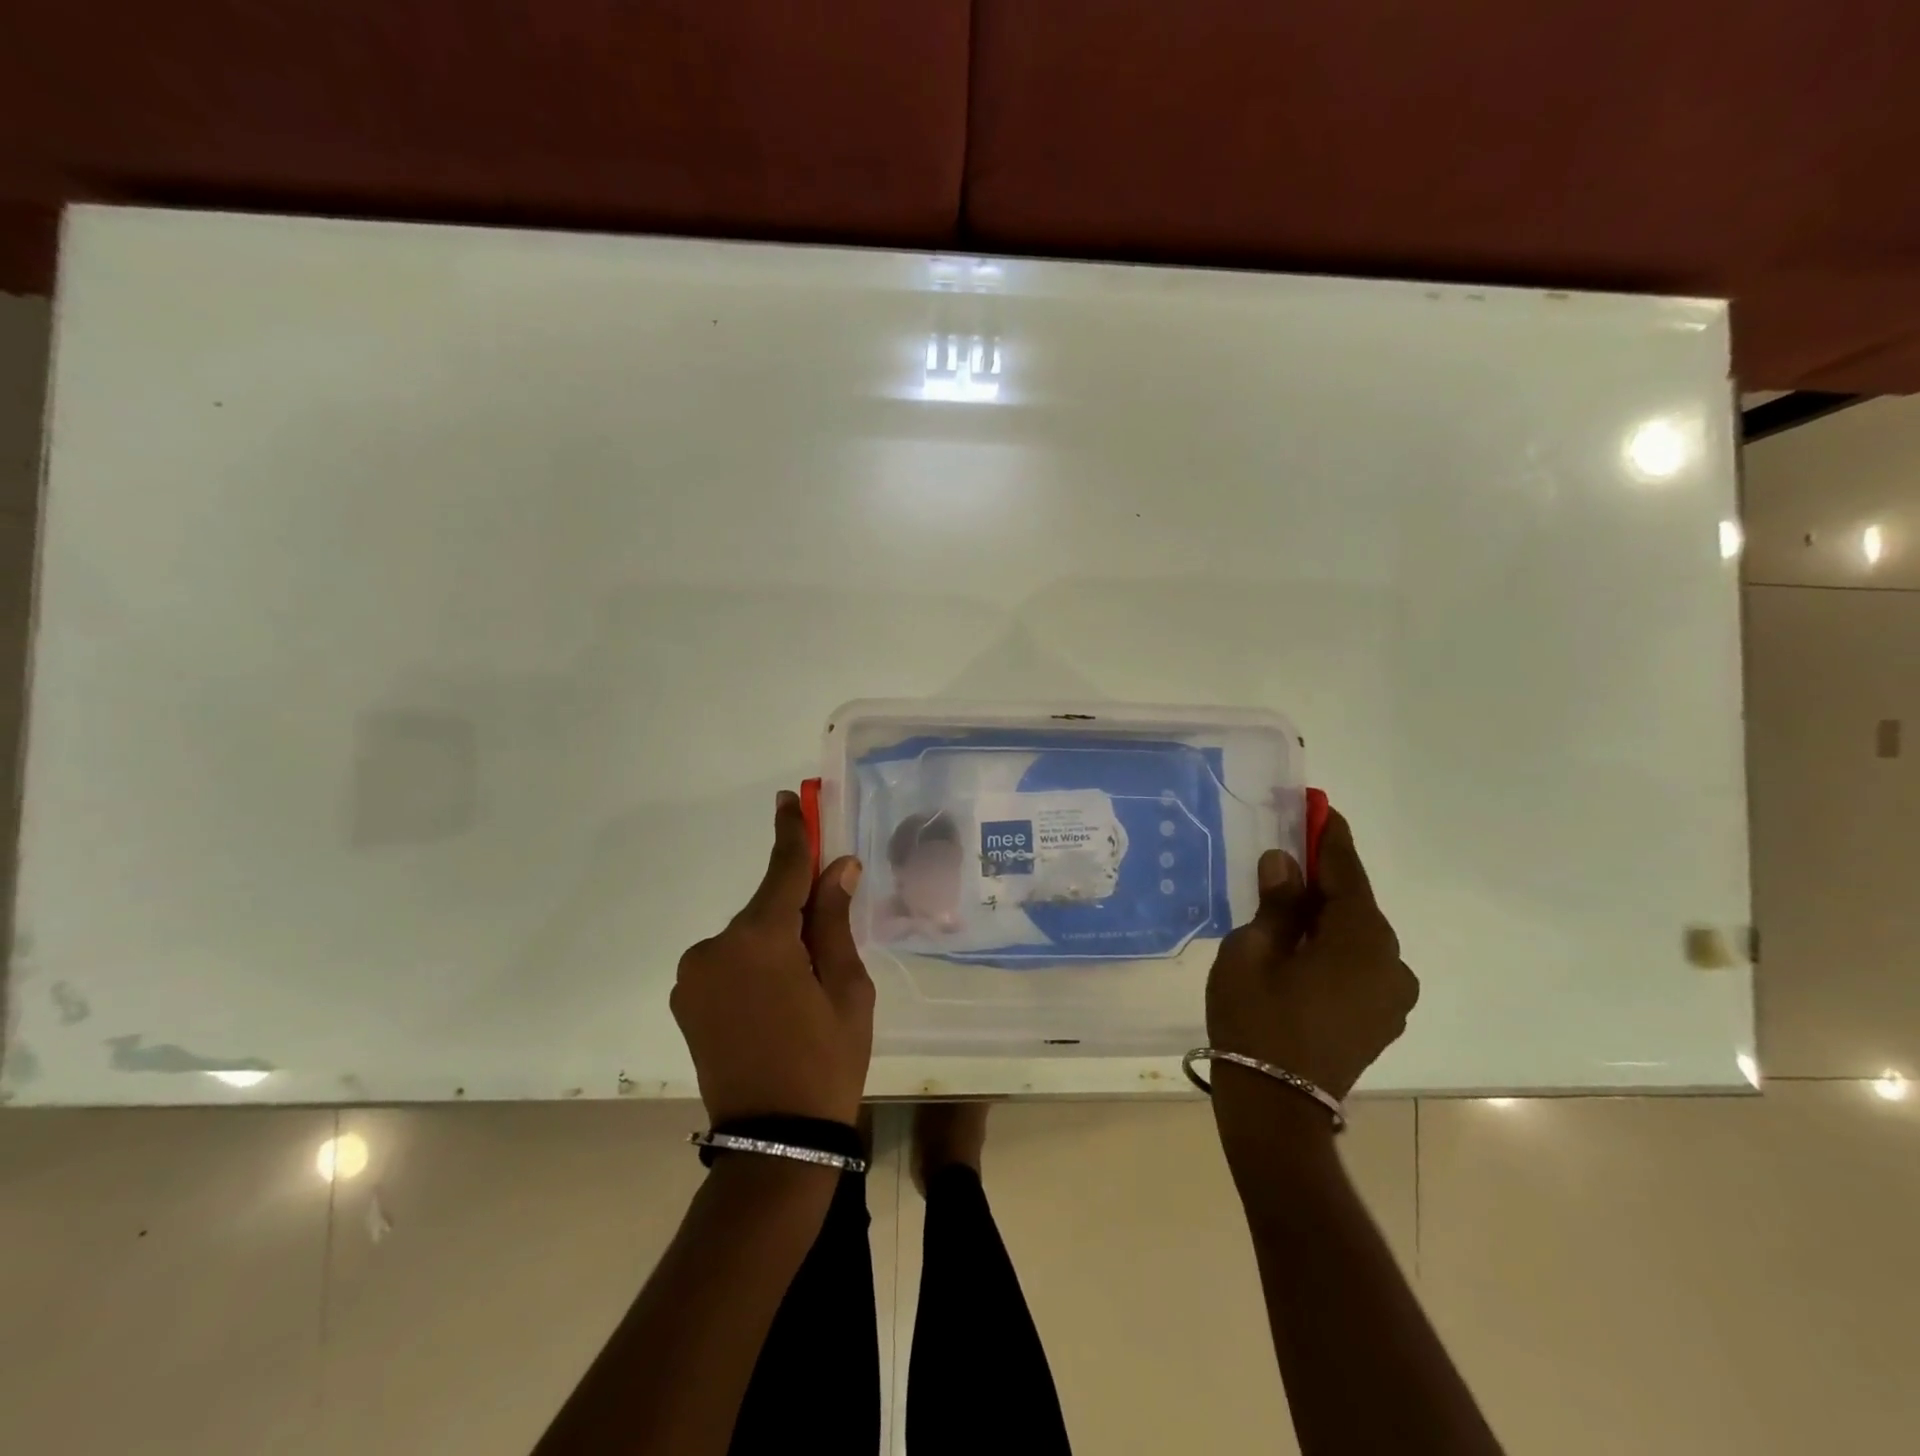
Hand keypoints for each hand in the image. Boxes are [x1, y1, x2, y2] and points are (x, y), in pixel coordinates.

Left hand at [670, 791, 873, 1125]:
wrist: (775, 1143)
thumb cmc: (826, 1061)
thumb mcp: (848, 988)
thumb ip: (835, 920)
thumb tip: (839, 866)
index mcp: (760, 940)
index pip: (782, 870)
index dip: (791, 831)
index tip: (790, 798)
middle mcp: (715, 947)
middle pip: (766, 908)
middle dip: (796, 912)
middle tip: (828, 950)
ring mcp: (693, 974)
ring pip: (747, 938)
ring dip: (774, 945)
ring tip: (801, 992)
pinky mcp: (685, 998)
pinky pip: (728, 962)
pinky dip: (753, 966)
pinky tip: (774, 1004)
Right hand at [1206, 809, 1417, 1106]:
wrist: (1277, 1107)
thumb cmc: (1256, 1020)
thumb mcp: (1251, 951)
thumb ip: (1275, 904)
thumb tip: (1285, 864)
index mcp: (1362, 940)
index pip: (1346, 873)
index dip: (1330, 838)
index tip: (1320, 807)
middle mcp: (1391, 963)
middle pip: (1355, 905)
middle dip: (1323, 879)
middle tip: (1289, 855)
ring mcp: (1392, 995)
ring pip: (1357, 937)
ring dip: (1326, 916)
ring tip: (1287, 906)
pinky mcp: (1382, 1018)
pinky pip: (1359, 964)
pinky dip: (1333, 946)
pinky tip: (1302, 947)